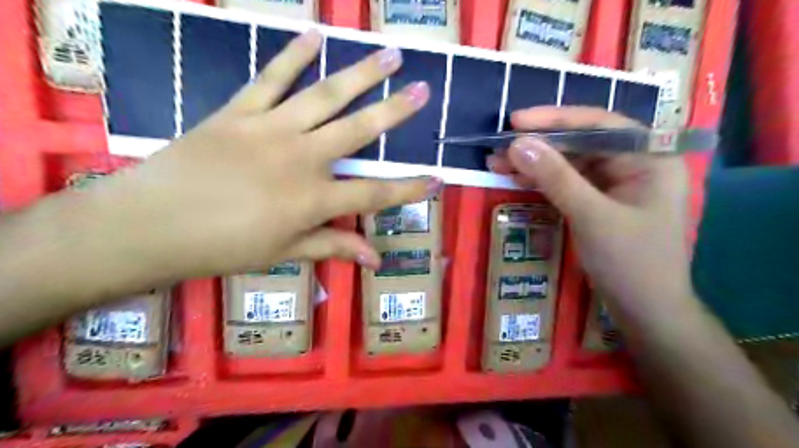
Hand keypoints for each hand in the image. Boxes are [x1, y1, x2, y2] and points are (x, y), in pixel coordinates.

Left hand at [71, 29, 440, 283]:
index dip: (409, 189)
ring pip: (324, 96)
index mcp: (313, 199)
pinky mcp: (239, 112)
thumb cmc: (223, 247)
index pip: (375, 193)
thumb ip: (334, 247)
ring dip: (360, 74)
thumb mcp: (285, 253)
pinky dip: (292, 55)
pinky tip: (313, 35)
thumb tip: (375, 259)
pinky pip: (271, 78)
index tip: (438, 179)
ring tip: (389, 54)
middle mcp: (301, 158)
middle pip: (358, 131)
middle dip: (395, 112)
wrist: (151, 225)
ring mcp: (270, 130)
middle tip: (423, 90)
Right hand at [487, 107, 692, 304]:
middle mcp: (634, 163)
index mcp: (649, 157)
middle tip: (498, 148)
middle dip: (538, 146)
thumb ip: (555, 177)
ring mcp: (615, 184)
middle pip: (580, 143)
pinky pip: (567, 182)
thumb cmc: (630, 262)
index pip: (599, 124)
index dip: (555, 119)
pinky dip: (542, 180)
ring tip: (497, 163)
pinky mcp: (598, 201)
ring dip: (534, 163)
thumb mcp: (591, 216)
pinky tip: (517, 178)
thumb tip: (517, 144)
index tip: (515, 121)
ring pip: (569, 163)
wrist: (644, 311)